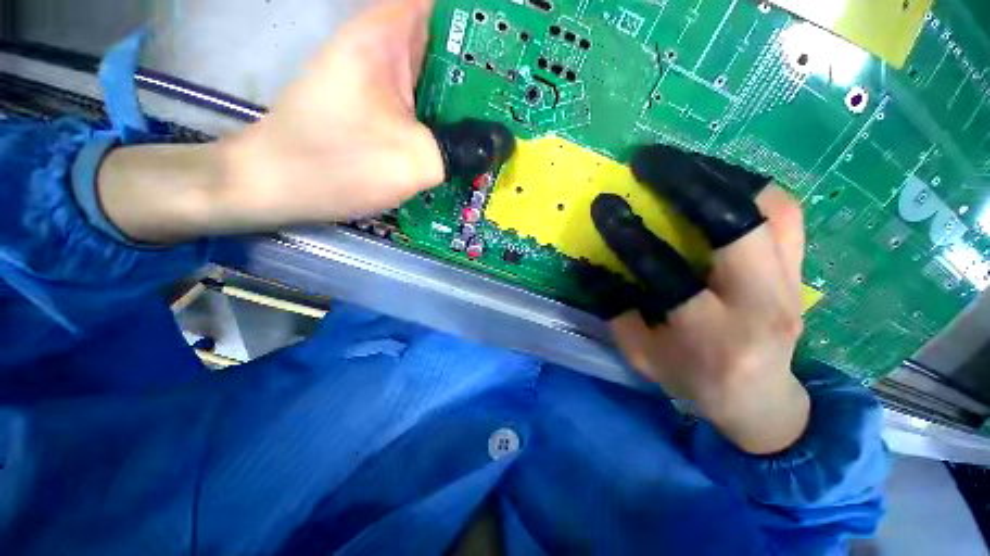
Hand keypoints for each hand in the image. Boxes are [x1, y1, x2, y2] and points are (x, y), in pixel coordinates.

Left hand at [99, 0, 512, 243]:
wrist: (276, 185)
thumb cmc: (335, 165)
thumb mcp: (413, 160)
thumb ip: (464, 150)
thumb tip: (503, 144)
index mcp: (390, 34)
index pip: (453, 8)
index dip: (494, 22)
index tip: (528, 45)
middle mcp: (388, 47)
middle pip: (453, 45)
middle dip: (492, 71)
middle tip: (530, 97)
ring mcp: (384, 80)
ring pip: (442, 79)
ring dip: (473, 101)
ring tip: (511, 121)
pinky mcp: (383, 108)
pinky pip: (428, 106)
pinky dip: (452, 121)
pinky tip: (473, 142)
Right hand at [591, 145, 809, 454]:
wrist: (760, 397)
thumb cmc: (691, 377)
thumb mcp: (641, 353)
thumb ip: (615, 310)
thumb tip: (589, 265)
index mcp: (711, 336)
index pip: (665, 273)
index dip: (629, 235)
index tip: (604, 205)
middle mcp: (762, 303)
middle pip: (734, 225)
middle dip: (686, 182)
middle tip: (647, 161)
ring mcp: (792, 282)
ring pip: (770, 207)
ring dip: (718, 174)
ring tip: (679, 163)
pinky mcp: (802, 268)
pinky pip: (784, 211)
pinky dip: (747, 184)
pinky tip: (715, 178)